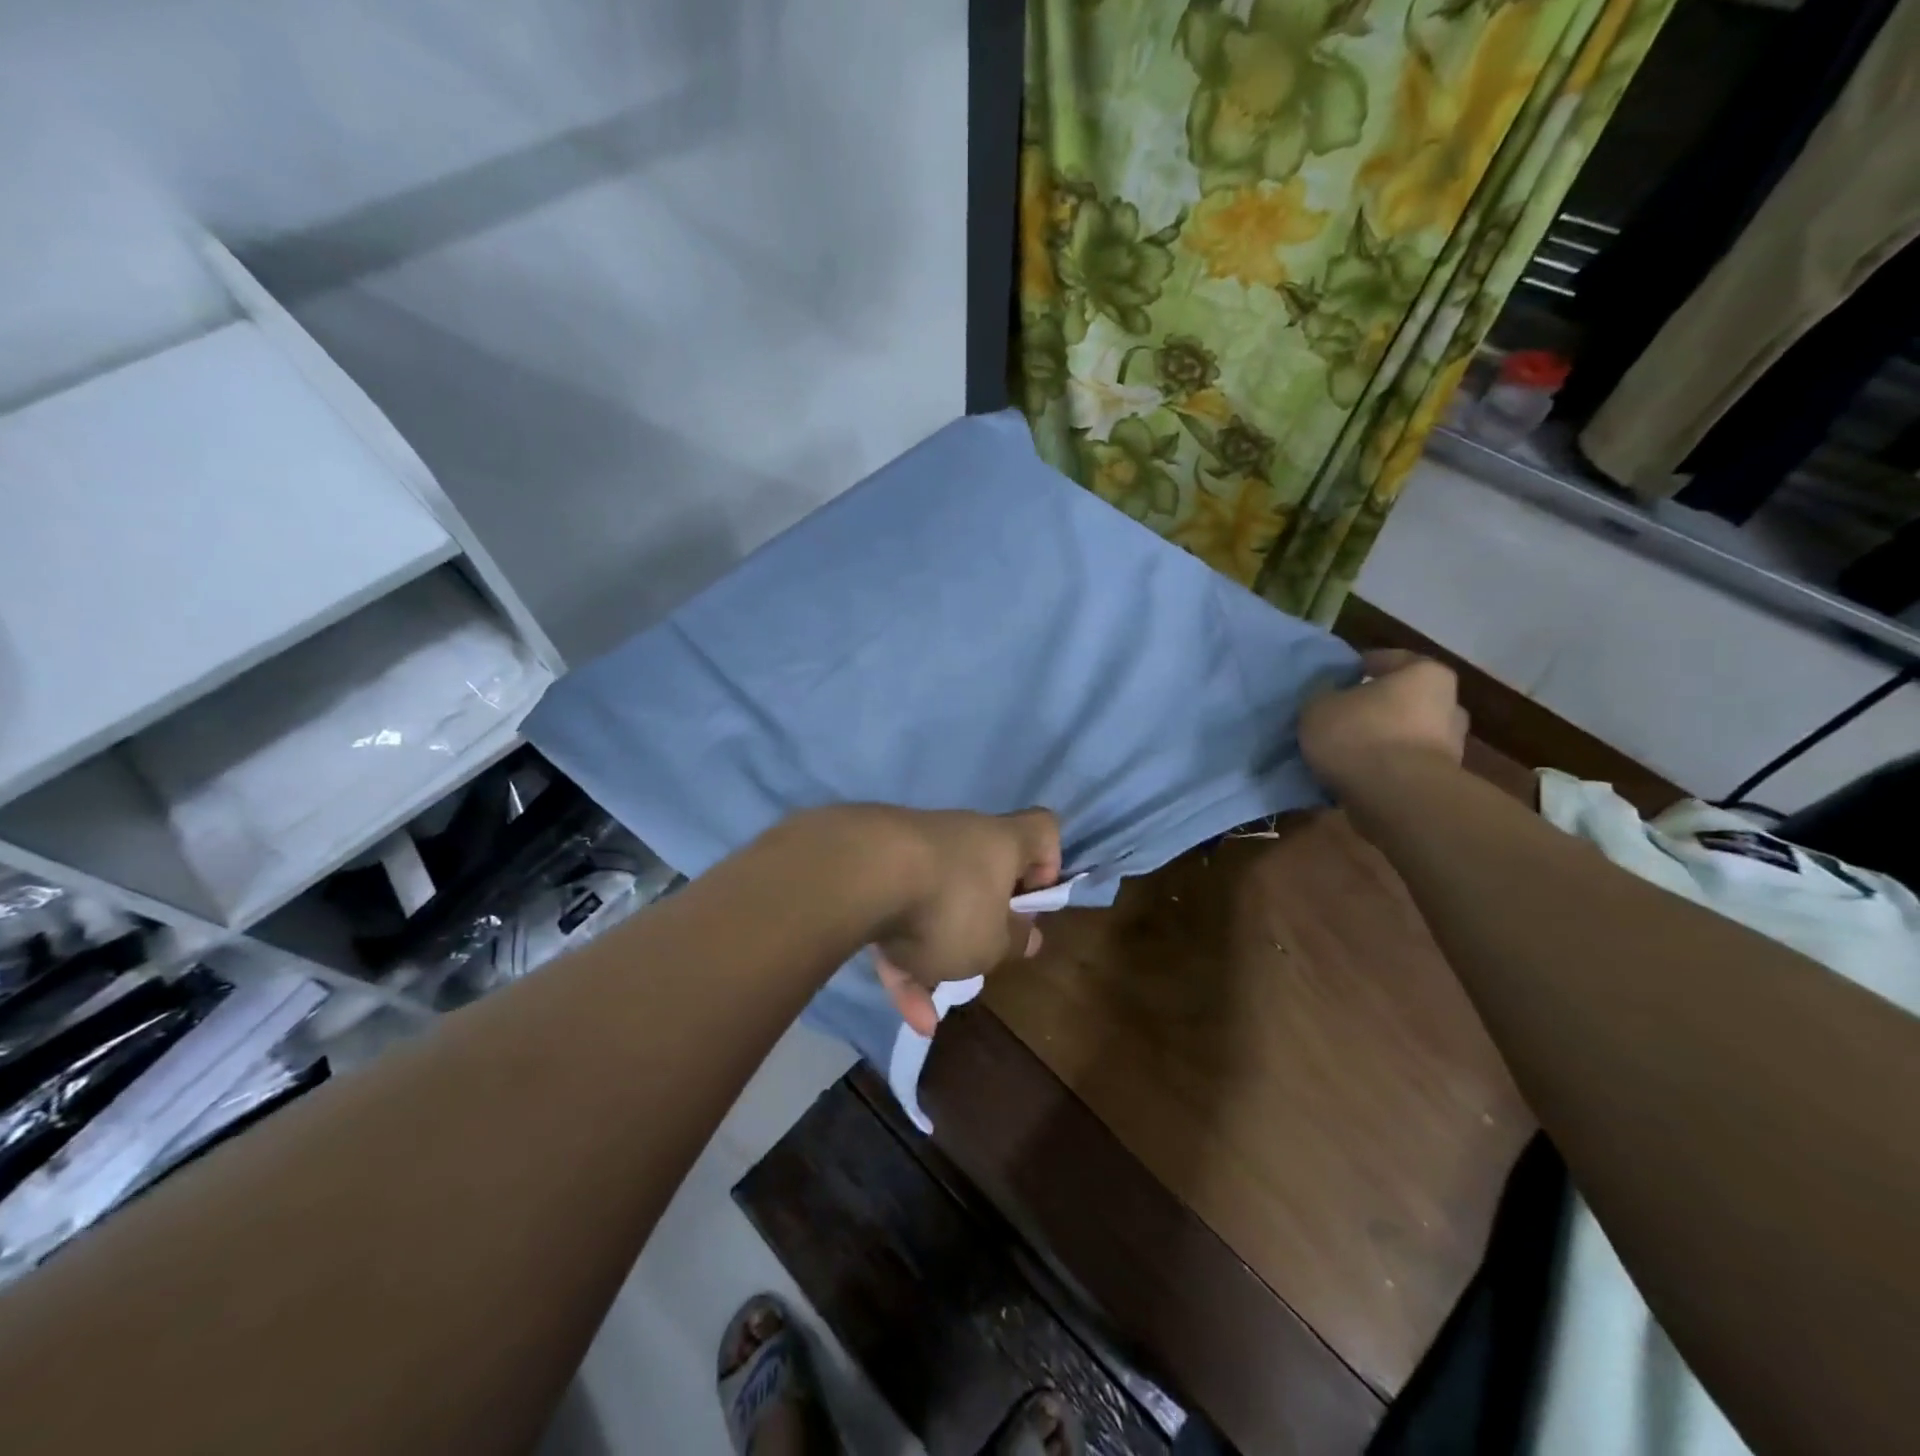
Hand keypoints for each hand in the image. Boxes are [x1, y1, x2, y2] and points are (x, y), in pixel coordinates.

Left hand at [862, 807, 1061, 1035]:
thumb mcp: (993, 943)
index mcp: (1001, 843)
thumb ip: (1014, 941)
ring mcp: (910, 851)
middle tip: (982, 956)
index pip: (1042, 830)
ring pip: (933, 904)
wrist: (856, 876)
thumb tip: (1027, 935)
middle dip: (982, 920)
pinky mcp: (870, 871)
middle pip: (983, 874)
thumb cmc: (948, 906)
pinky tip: (903, 1008)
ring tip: (928, 1009)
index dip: (1048, 864)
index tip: (1032, 904)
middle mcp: (959, 837)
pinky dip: (900, 957)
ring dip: (933, 953)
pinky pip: (895, 916)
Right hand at [1301, 650, 1467, 799]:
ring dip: (1380, 740)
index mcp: (1425, 674)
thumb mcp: (1319, 705)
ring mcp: (1450, 747)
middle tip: (1342, 715)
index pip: (1389, 660)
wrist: (1397, 798)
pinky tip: (1355, 774)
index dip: (1359, 667)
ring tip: (1344, 750)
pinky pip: (1404, 766)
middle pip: (1403, 699)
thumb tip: (1330, 694)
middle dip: (1376, 706)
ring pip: (1405, 734)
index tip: (1336, 678)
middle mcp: (1447, 705)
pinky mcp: (1441, 782)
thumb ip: (1323, 694)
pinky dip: (1383, 768)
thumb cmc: (1360, 735)